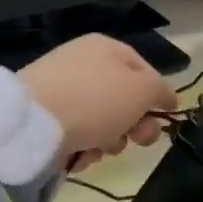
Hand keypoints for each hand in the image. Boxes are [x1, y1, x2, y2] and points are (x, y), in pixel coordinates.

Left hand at [19, 35, 178, 167]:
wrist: (33, 123)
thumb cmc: (96, 99)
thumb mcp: (142, 90)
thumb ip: (161, 91)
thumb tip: (168, 97)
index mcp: (106, 47)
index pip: (145, 70)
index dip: (157, 96)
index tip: (163, 121)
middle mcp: (82, 63)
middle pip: (123, 100)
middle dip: (133, 125)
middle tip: (135, 141)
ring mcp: (60, 90)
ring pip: (101, 122)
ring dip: (108, 141)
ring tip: (98, 148)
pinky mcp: (44, 117)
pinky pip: (76, 134)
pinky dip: (82, 147)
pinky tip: (77, 154)